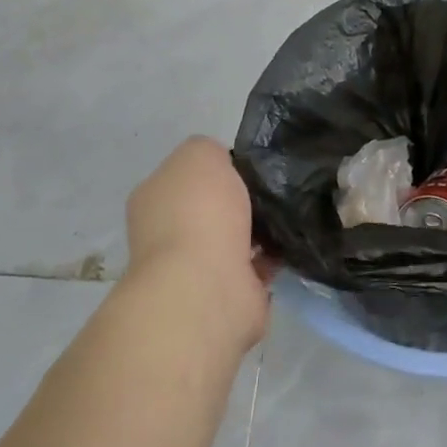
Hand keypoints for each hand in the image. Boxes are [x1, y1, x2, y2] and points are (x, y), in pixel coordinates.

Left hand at [125, 137, 271, 351]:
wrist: (207, 285)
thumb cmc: (199, 212)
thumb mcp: (200, 154)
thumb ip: (210, 151)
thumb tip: (224, 166)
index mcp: (154, 199)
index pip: (188, 177)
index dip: (218, 169)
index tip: (250, 167)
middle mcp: (168, 234)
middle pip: (213, 210)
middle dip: (241, 203)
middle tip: (276, 190)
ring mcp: (196, 269)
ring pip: (235, 239)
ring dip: (260, 232)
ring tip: (290, 216)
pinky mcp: (227, 295)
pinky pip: (255, 267)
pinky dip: (272, 258)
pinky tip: (292, 244)